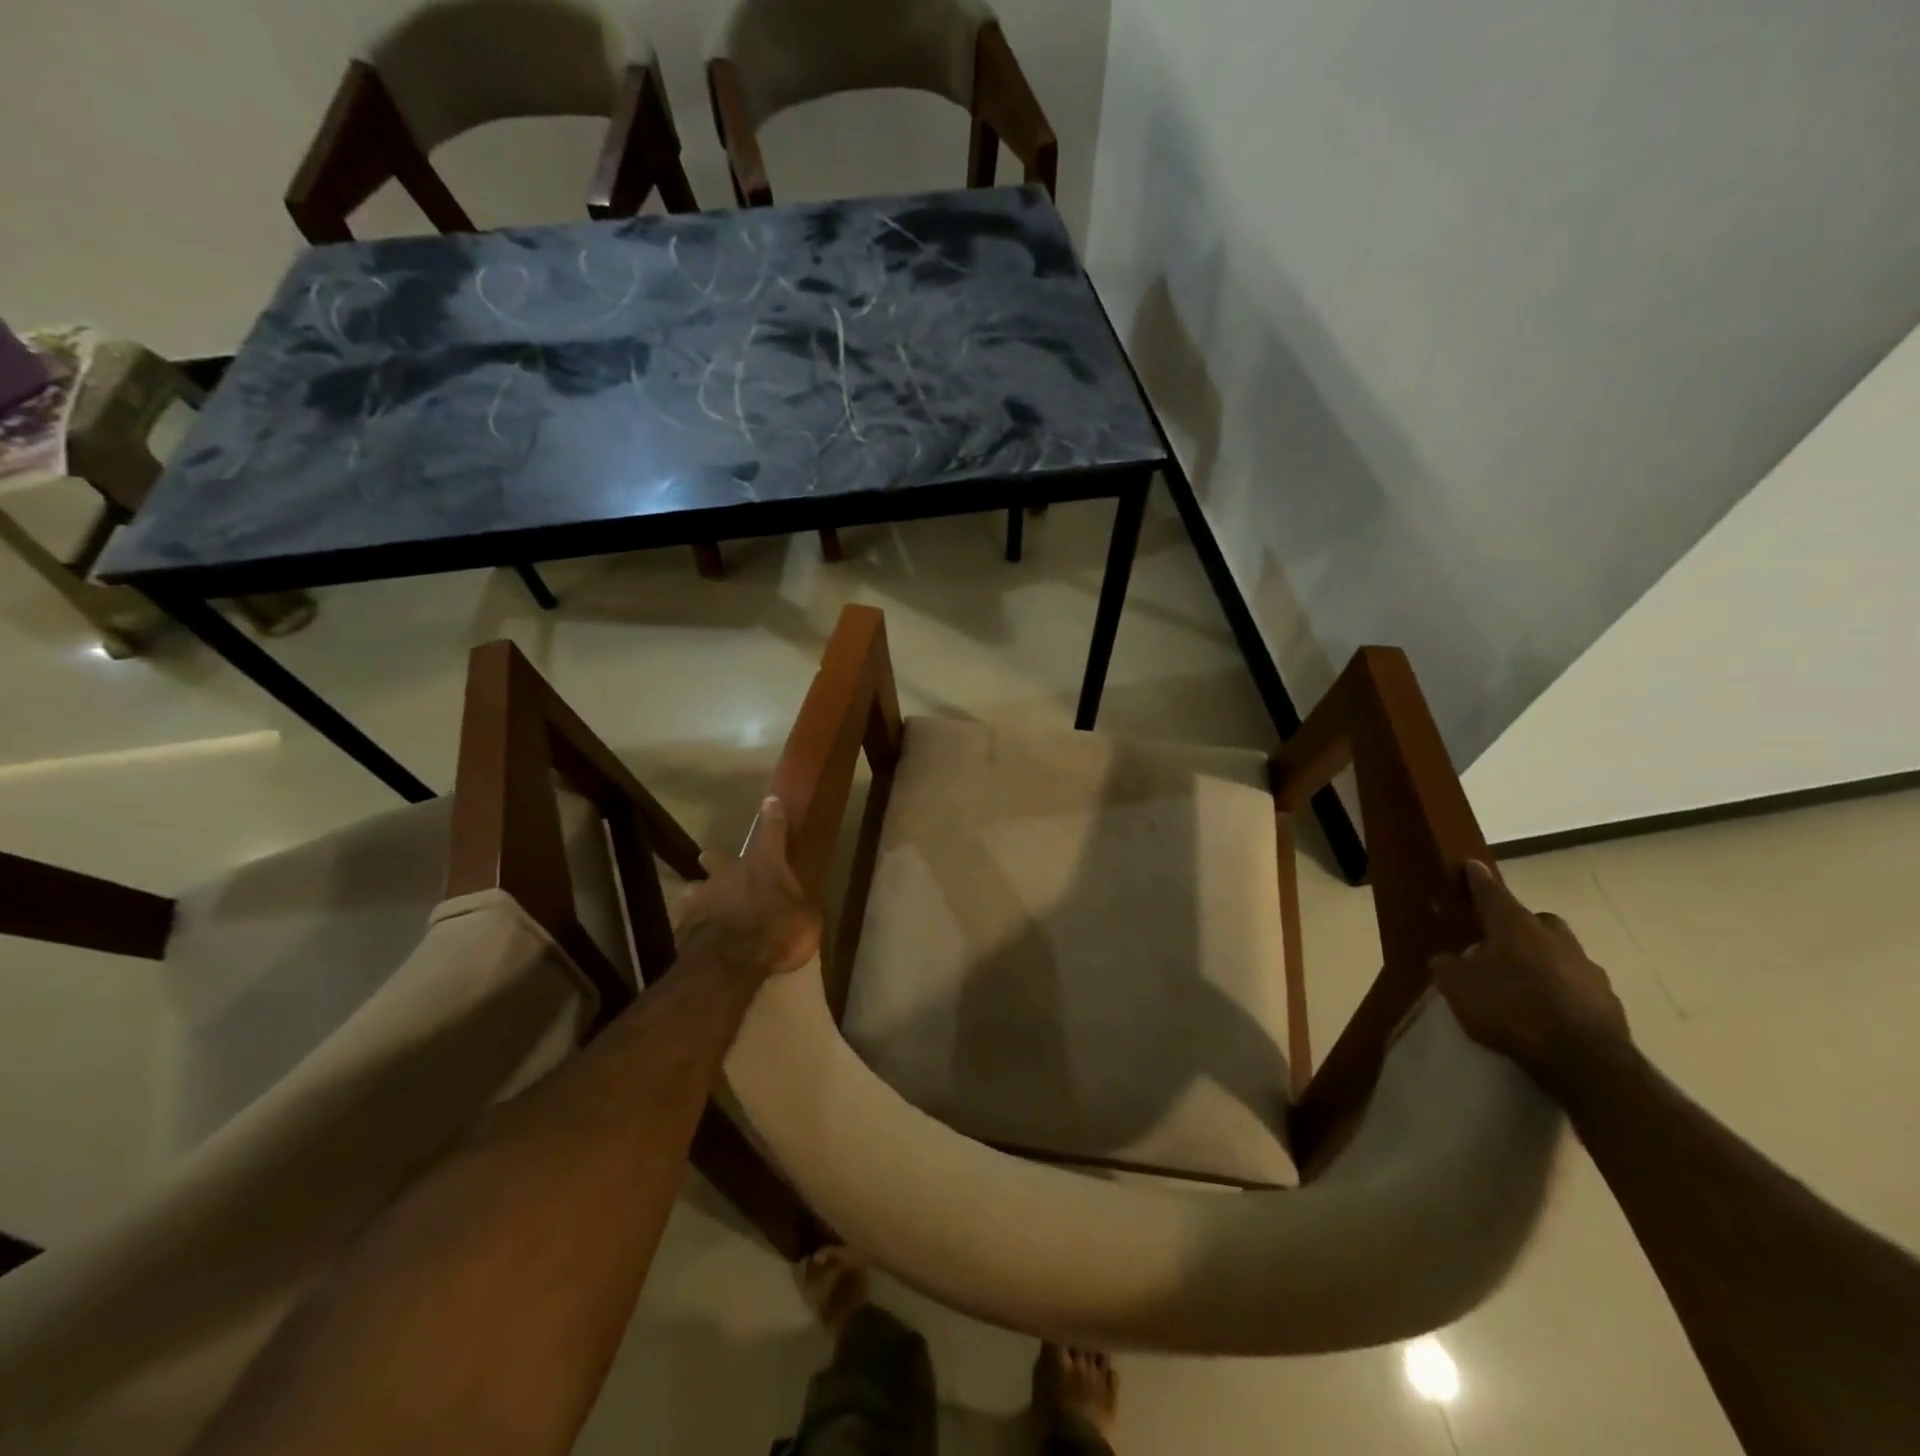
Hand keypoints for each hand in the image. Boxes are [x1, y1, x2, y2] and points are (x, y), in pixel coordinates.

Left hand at [676, 797, 821, 982]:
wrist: (732, 962)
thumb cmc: (779, 932)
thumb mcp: (808, 918)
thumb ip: (801, 905)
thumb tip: (801, 904)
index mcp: (764, 864)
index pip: (772, 831)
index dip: (773, 816)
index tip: (770, 802)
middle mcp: (729, 874)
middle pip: (716, 858)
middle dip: (716, 861)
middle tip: (714, 864)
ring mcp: (703, 899)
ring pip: (695, 889)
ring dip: (700, 895)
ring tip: (704, 907)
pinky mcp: (685, 927)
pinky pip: (688, 923)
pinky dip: (694, 928)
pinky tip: (697, 938)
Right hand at [1430, 861, 1628, 1082]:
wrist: (1583, 1059)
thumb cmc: (1510, 1008)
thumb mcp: (1457, 986)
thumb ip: (1448, 966)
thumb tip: (1448, 959)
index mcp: (1514, 926)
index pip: (1492, 892)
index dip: (1478, 880)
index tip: (1472, 865)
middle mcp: (1554, 938)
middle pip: (1536, 920)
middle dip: (1520, 925)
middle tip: (1500, 942)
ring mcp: (1587, 968)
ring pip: (1561, 953)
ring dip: (1544, 960)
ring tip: (1523, 984)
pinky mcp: (1608, 1001)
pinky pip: (1577, 986)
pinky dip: (1562, 991)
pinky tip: (1548, 1011)